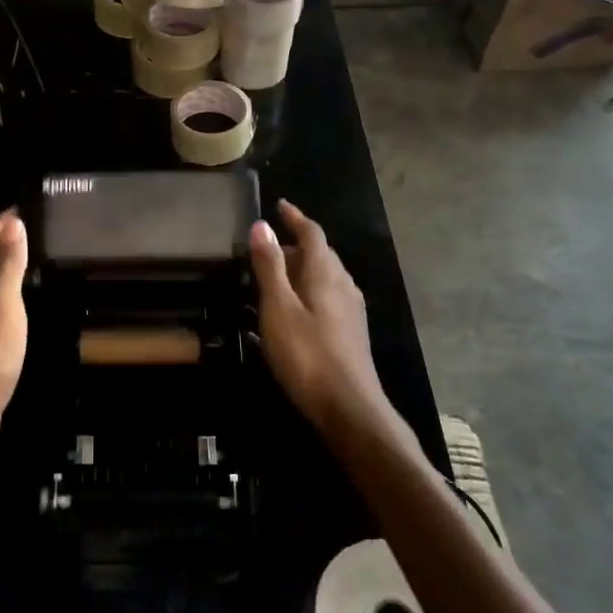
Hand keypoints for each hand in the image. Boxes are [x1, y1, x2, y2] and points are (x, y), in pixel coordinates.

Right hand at [249, 200, 386, 429]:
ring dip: (303, 268)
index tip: (280, 205)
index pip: (312, 233)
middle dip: (297, 244)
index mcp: (325, 273)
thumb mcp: (278, 308)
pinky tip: (296, 308)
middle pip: (321, 253)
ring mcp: (351, 309)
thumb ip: (270, 266)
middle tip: (268, 246)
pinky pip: (329, 295)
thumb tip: (261, 224)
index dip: (295, 217)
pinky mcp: (351, 331)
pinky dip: (310, 289)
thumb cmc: (307, 354)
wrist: (349, 407)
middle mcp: (343, 284)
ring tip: (277, 275)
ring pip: (326, 275)